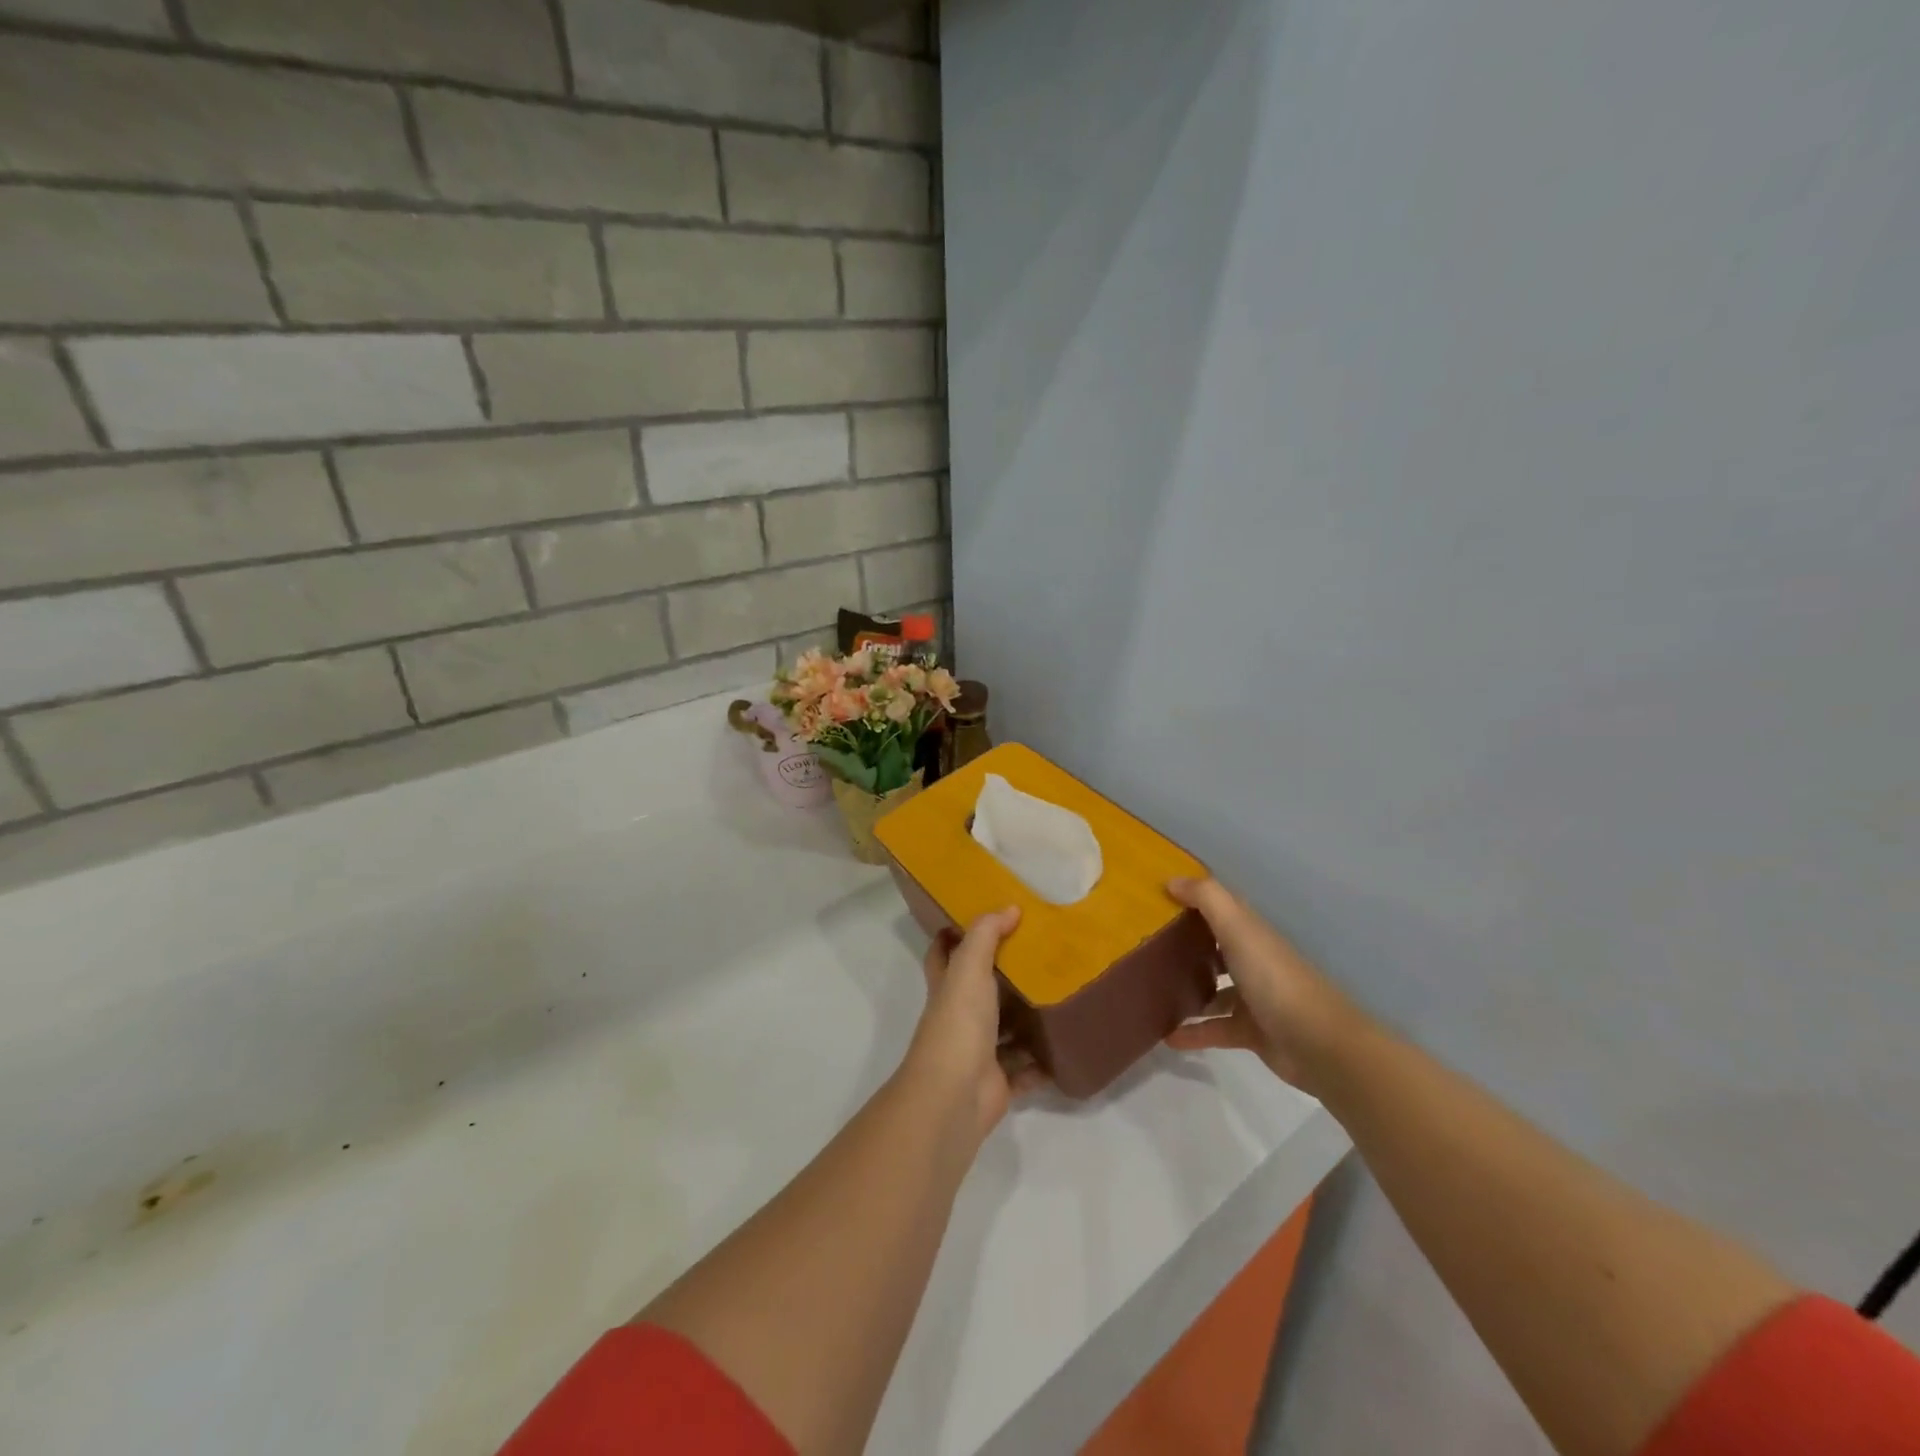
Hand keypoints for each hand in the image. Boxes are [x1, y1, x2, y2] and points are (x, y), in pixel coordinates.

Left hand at [902, 907, 1046, 1139]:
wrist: (954, 1095)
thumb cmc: (958, 1022)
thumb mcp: (969, 967)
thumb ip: (986, 935)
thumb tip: (1010, 907)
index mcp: (947, 989)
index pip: (942, 955)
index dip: (951, 936)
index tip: (980, 919)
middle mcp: (959, 1018)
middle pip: (979, 992)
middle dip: (1002, 977)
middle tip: (1038, 955)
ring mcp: (979, 1052)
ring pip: (1005, 1032)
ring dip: (1026, 1020)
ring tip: (1060, 996)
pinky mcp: (1000, 1082)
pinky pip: (1026, 1070)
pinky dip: (1042, 1063)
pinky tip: (1065, 1046)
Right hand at [1164, 877, 1370, 1095]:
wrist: (1318, 1045)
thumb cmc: (1274, 979)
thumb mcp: (1238, 929)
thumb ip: (1207, 899)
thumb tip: (1171, 880)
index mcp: (1252, 933)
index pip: (1222, 908)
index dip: (1194, 899)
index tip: (1157, 896)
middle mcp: (1254, 960)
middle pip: (1217, 946)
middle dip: (1187, 943)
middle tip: (1147, 943)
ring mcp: (1254, 998)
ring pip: (1215, 988)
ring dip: (1188, 988)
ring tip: (1152, 988)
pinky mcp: (1251, 1032)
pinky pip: (1215, 1028)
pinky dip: (1193, 1031)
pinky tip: (1166, 1036)